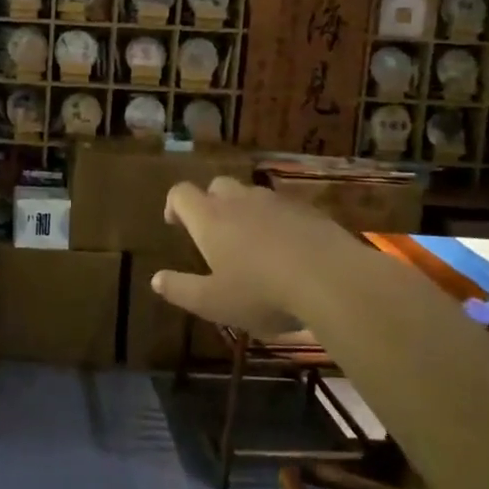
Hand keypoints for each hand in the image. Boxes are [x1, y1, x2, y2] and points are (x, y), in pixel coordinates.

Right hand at [152, 176, 365, 339]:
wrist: (333, 280)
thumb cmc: (262, 292)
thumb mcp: (213, 302)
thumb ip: (181, 289)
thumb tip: (156, 280)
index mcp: (210, 219)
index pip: (181, 194)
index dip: (174, 205)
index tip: (174, 223)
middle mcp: (239, 201)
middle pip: (217, 186)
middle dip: (210, 203)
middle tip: (214, 233)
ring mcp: (276, 202)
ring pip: (252, 195)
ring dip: (245, 211)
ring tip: (252, 243)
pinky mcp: (309, 211)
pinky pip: (283, 209)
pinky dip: (277, 222)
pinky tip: (287, 249)